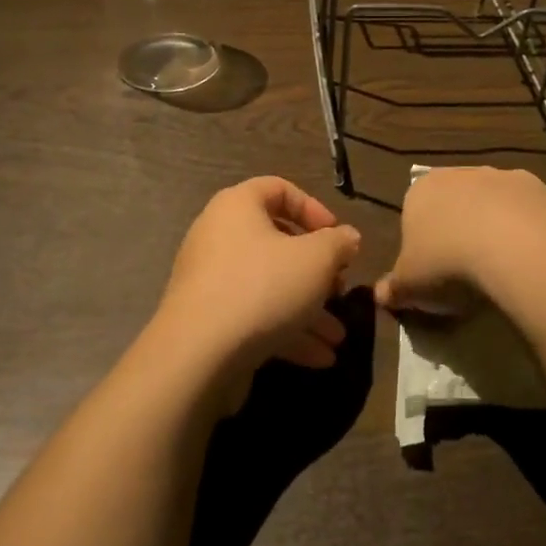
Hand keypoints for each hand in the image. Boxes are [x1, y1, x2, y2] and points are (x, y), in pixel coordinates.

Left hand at [139, 176, 361, 410]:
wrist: (198, 355)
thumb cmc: (263, 287)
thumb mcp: (316, 259)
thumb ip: (338, 244)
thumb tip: (347, 238)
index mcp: (237, 207)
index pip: (278, 188)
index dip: (313, 208)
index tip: (338, 236)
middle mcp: (218, 237)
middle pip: (276, 243)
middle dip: (316, 271)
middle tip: (339, 289)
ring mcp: (211, 281)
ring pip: (270, 286)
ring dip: (307, 309)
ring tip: (337, 337)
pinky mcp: (209, 320)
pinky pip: (254, 316)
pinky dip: (286, 331)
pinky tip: (319, 357)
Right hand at [375, 167, 545, 316]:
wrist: (517, 247)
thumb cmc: (448, 261)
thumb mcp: (409, 285)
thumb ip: (393, 288)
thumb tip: (380, 295)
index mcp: (422, 189)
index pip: (414, 213)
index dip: (421, 244)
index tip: (431, 272)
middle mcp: (462, 173)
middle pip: (456, 205)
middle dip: (460, 232)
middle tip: (465, 273)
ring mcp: (506, 178)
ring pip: (495, 206)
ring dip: (497, 230)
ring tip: (501, 272)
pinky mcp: (544, 191)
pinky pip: (530, 217)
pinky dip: (529, 236)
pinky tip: (530, 264)